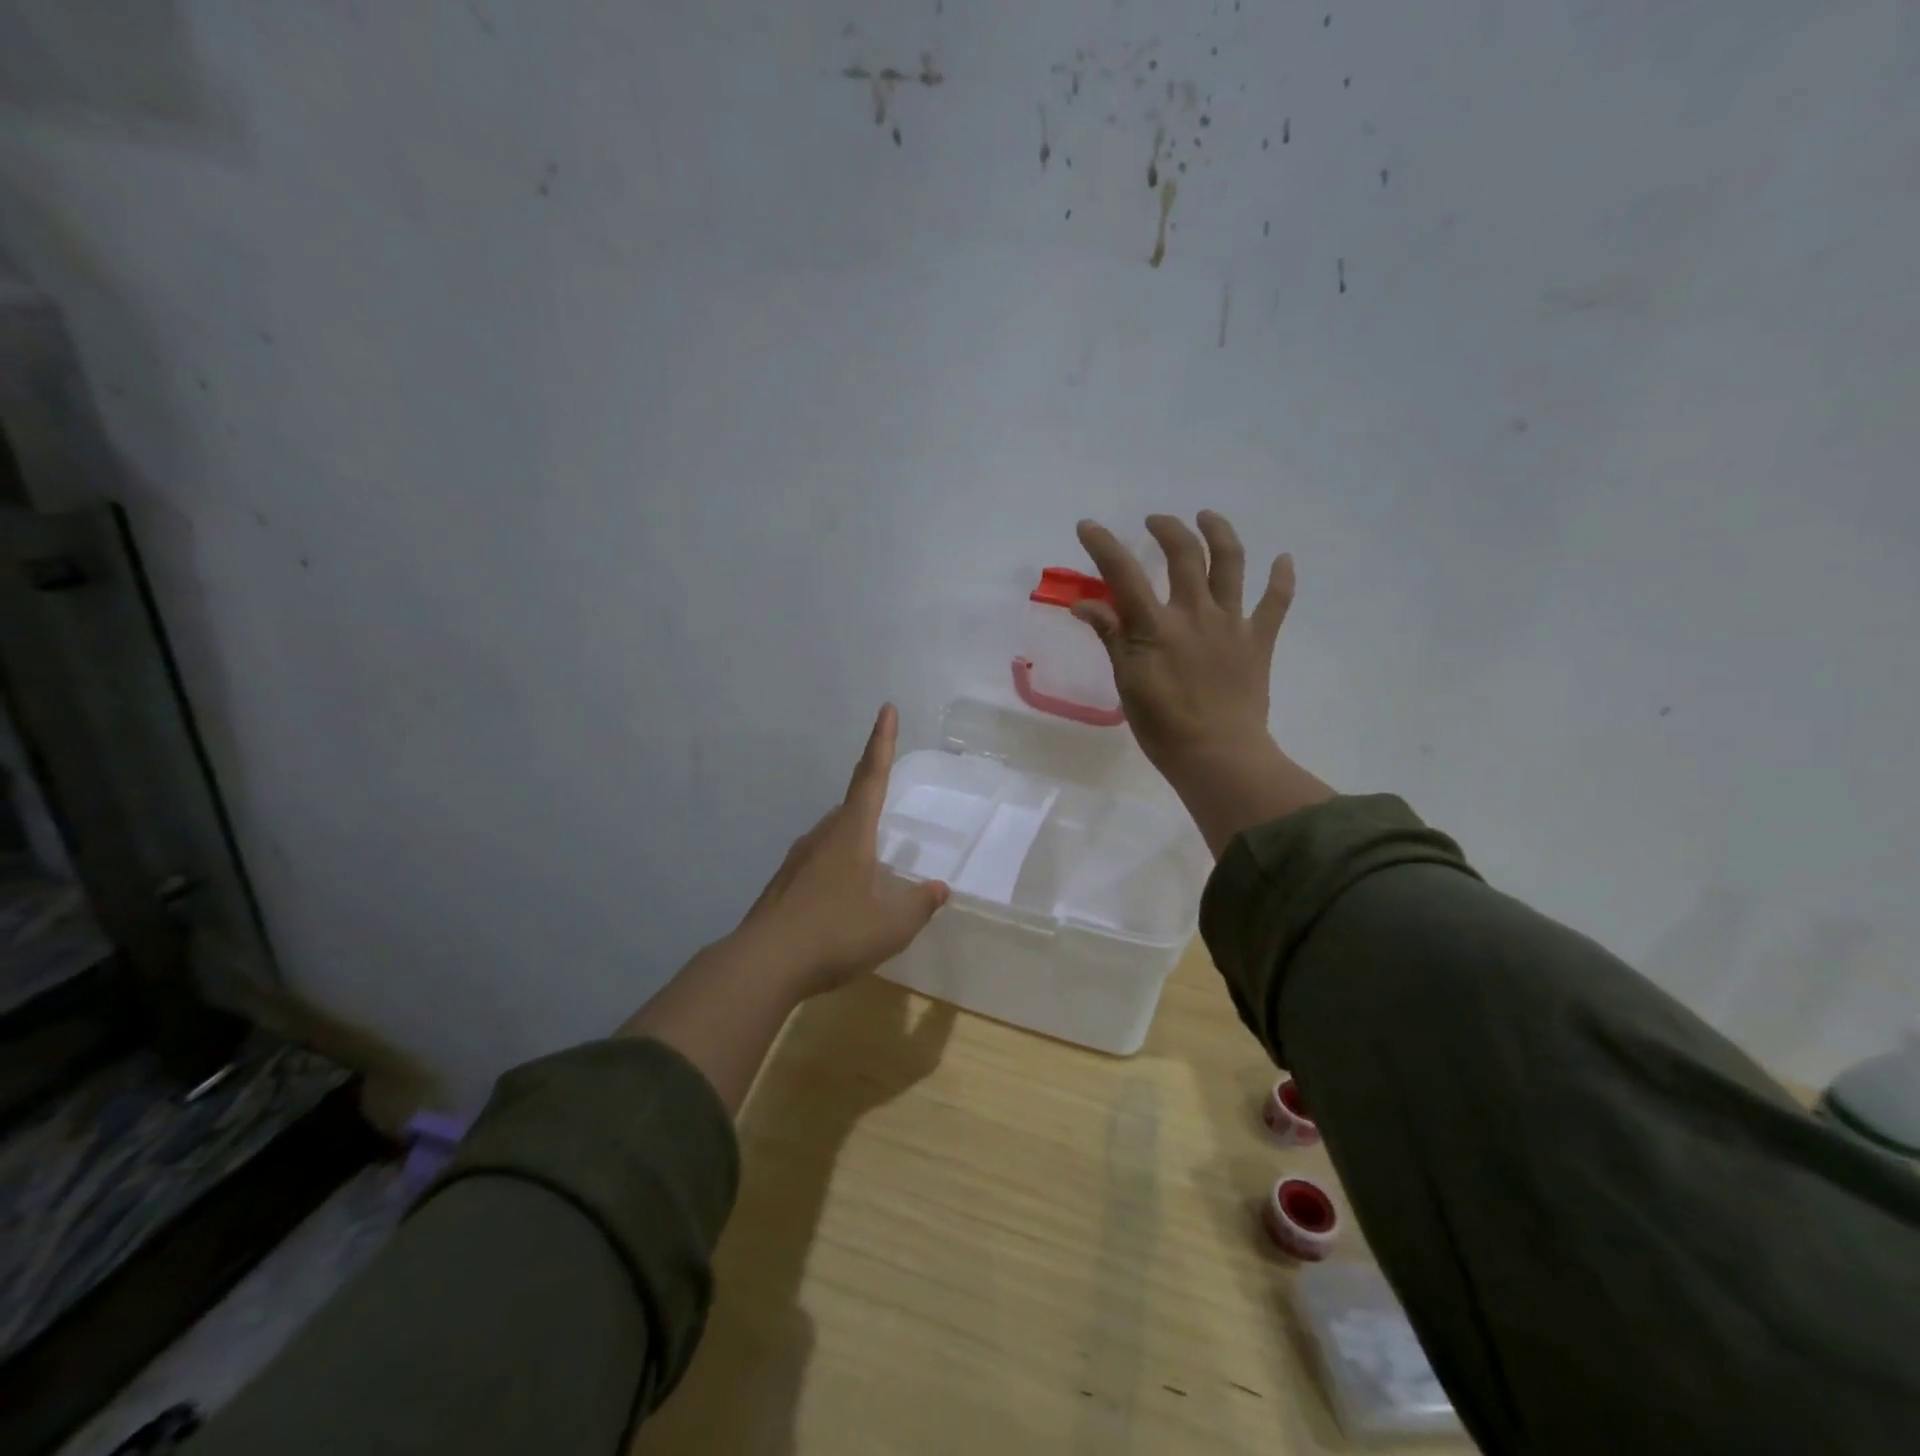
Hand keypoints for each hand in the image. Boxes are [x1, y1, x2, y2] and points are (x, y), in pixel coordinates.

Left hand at [735, 703, 948, 998]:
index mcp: (851, 833)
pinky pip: (819, 864)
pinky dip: (837, 871)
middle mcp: (822, 836)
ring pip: (834, 838)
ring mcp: (798, 859)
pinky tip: (842, 901)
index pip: (871, 777)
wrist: (763, 964)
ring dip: (855, 843)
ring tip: (873, 872)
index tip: (886, 709)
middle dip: (871, 801)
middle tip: (889, 811)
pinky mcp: (784, 885)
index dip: (883, 742)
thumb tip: (939, 888)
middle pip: (851, 807)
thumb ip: (919, 904)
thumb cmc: (835, 934)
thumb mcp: (891, 925)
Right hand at [1074, 512, 1333, 854]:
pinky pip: (1276, 602)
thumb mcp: (1127, 681)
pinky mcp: (1259, 640)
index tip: (1088, 526)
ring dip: (1219, 532)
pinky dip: (1282, 579)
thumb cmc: (1163, 726)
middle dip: (1167, 529)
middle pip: (1184, 554)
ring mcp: (1232, 623)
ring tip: (1207, 517)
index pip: (1123, 573)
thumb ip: (1111, 637)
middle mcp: (1195, 613)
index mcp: (1156, 626)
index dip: (1103, 545)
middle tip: (1155, 521)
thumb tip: (1085, 604)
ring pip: (1230, 563)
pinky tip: (1283, 559)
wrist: (1218, 755)